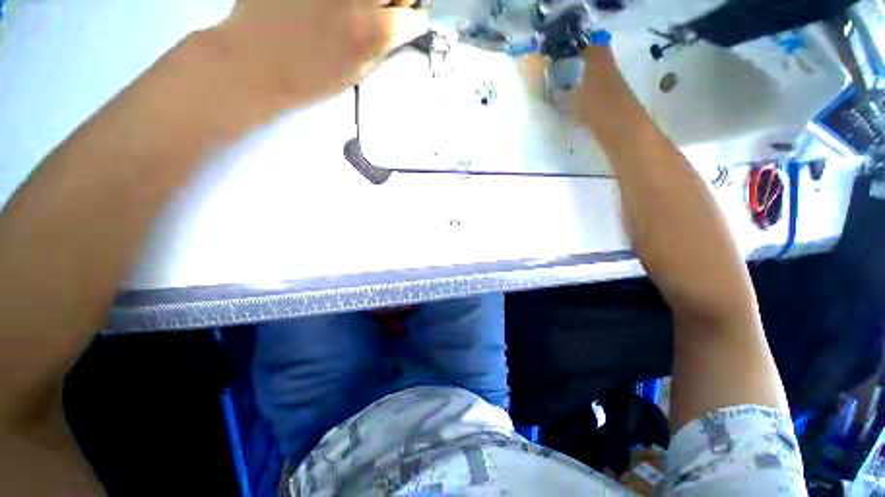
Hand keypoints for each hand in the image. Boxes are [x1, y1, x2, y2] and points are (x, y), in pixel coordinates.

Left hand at [207, 0, 428, 106]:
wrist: (256, 63)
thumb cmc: (310, 80)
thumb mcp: (355, 75)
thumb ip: (379, 50)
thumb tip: (394, 33)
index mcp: (373, 31)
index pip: (414, 20)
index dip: (414, 24)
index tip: (409, 26)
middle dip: (400, 1)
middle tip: (388, 11)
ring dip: (372, 0)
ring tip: (356, 12)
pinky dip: (336, 2)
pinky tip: (330, 10)